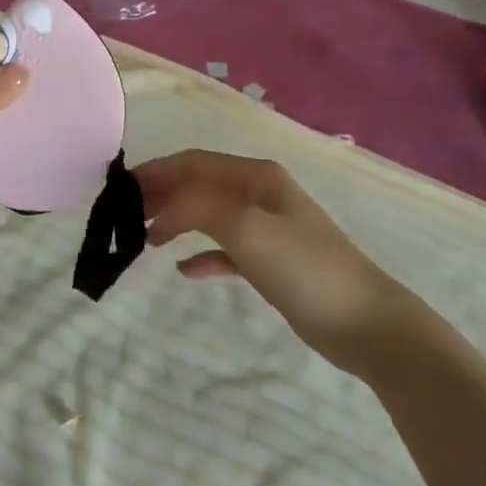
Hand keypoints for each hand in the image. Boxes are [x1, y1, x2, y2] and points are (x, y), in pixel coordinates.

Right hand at [138, 149, 407, 376]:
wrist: (366, 323)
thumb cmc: (304, 267)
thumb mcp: (246, 228)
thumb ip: (197, 208)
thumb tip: (160, 212)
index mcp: (255, 176)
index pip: (193, 163)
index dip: (156, 172)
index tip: (120, 191)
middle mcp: (259, 193)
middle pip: (199, 185)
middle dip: (162, 195)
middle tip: (125, 216)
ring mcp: (268, 227)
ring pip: (209, 214)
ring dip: (177, 221)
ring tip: (146, 239)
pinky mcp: (272, 262)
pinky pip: (227, 249)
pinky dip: (203, 255)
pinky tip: (185, 271)